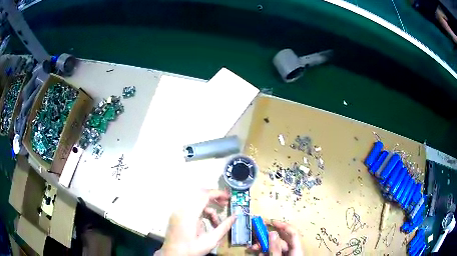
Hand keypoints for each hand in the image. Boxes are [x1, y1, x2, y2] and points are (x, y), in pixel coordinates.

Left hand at [156, 190, 235, 255]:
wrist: (172, 255)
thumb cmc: (191, 250)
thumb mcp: (210, 241)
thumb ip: (224, 227)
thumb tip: (235, 216)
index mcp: (189, 214)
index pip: (204, 196)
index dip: (218, 194)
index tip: (229, 197)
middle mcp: (181, 209)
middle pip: (200, 196)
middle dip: (214, 199)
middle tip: (225, 205)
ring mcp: (177, 212)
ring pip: (196, 202)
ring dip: (208, 209)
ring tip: (216, 223)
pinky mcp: (176, 215)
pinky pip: (191, 208)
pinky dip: (201, 213)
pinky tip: (206, 224)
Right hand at [250, 220, 302, 255]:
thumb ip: (275, 247)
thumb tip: (272, 232)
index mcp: (297, 249)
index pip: (293, 233)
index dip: (284, 225)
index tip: (272, 221)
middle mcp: (293, 250)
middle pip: (280, 240)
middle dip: (266, 239)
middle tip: (256, 237)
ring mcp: (287, 254)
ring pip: (275, 247)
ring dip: (263, 246)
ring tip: (253, 248)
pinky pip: (273, 252)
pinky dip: (265, 252)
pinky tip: (258, 253)